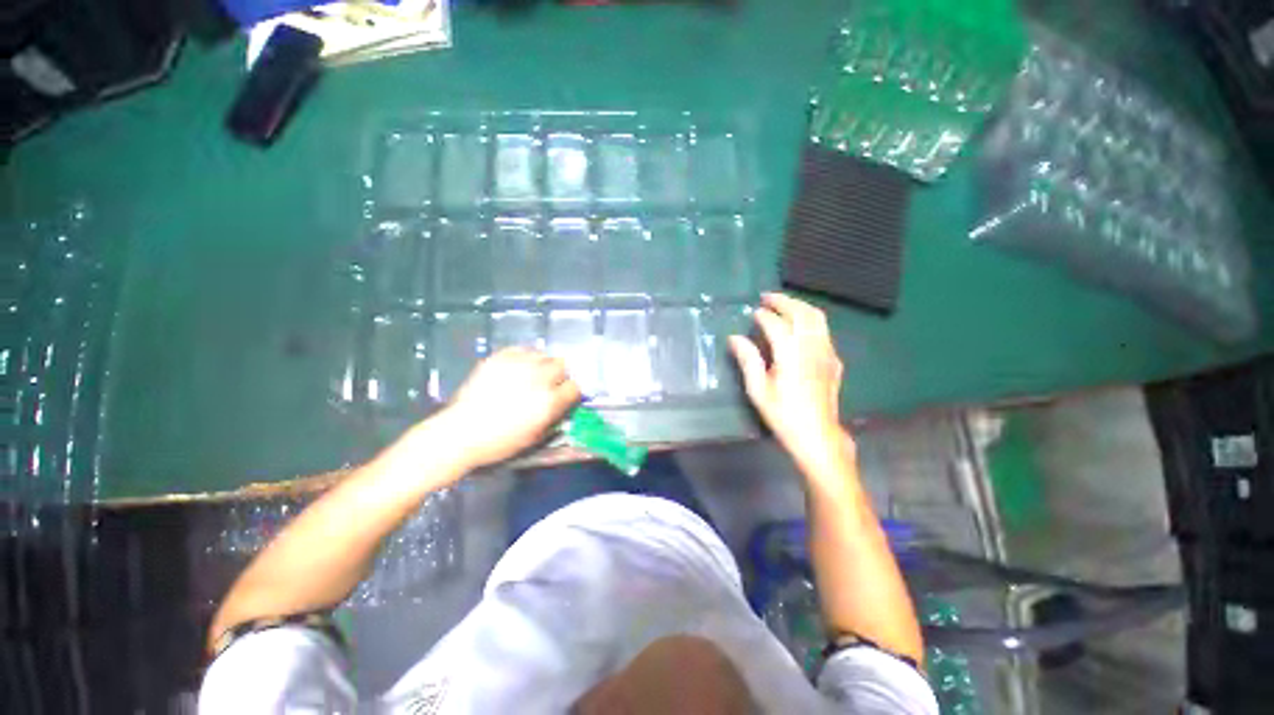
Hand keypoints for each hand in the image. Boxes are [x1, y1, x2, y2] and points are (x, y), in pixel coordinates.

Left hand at [438, 348, 581, 468]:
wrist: (460, 433)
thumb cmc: (499, 442)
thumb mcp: (534, 437)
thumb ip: (553, 417)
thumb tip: (561, 405)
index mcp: (548, 402)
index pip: (574, 387)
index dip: (570, 392)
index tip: (564, 396)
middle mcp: (538, 379)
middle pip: (562, 365)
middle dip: (559, 374)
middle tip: (549, 383)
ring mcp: (518, 366)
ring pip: (543, 354)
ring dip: (542, 364)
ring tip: (532, 373)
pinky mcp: (499, 358)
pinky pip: (521, 349)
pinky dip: (524, 357)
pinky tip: (517, 367)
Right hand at [730, 293, 852, 473]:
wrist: (818, 435)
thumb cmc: (783, 414)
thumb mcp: (758, 390)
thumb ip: (748, 360)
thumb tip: (734, 338)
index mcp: (790, 354)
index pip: (776, 324)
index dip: (763, 315)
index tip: (752, 313)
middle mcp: (811, 347)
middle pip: (801, 313)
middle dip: (784, 301)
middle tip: (767, 297)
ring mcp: (827, 352)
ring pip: (817, 318)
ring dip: (799, 306)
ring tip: (783, 304)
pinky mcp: (834, 360)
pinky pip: (824, 331)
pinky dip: (810, 320)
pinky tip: (800, 327)